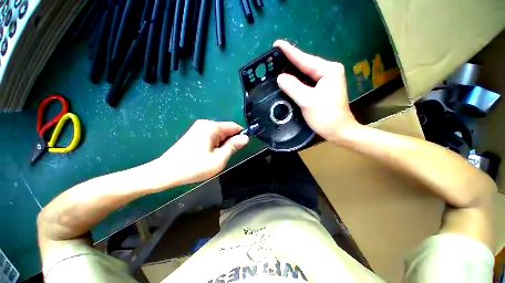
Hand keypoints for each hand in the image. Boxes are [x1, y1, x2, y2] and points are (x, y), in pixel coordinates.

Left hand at [156, 120, 248, 186]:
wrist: (166, 172)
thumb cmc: (194, 167)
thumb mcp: (219, 159)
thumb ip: (233, 146)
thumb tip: (245, 138)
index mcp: (213, 127)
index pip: (234, 126)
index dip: (241, 136)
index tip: (240, 148)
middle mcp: (206, 123)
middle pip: (226, 129)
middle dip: (230, 141)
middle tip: (225, 156)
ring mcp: (199, 127)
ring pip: (219, 134)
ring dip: (222, 144)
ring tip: (216, 157)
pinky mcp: (194, 133)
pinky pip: (211, 136)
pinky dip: (215, 144)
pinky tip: (208, 154)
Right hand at [274, 40, 360, 142]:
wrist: (339, 131)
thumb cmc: (325, 116)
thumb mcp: (307, 101)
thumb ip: (293, 87)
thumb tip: (280, 77)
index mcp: (328, 70)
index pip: (304, 59)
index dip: (289, 52)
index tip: (276, 44)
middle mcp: (329, 71)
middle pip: (305, 64)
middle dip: (290, 60)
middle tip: (274, 56)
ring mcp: (327, 80)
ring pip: (306, 73)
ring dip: (292, 70)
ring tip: (278, 65)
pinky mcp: (323, 89)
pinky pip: (307, 81)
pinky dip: (297, 80)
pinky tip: (288, 79)